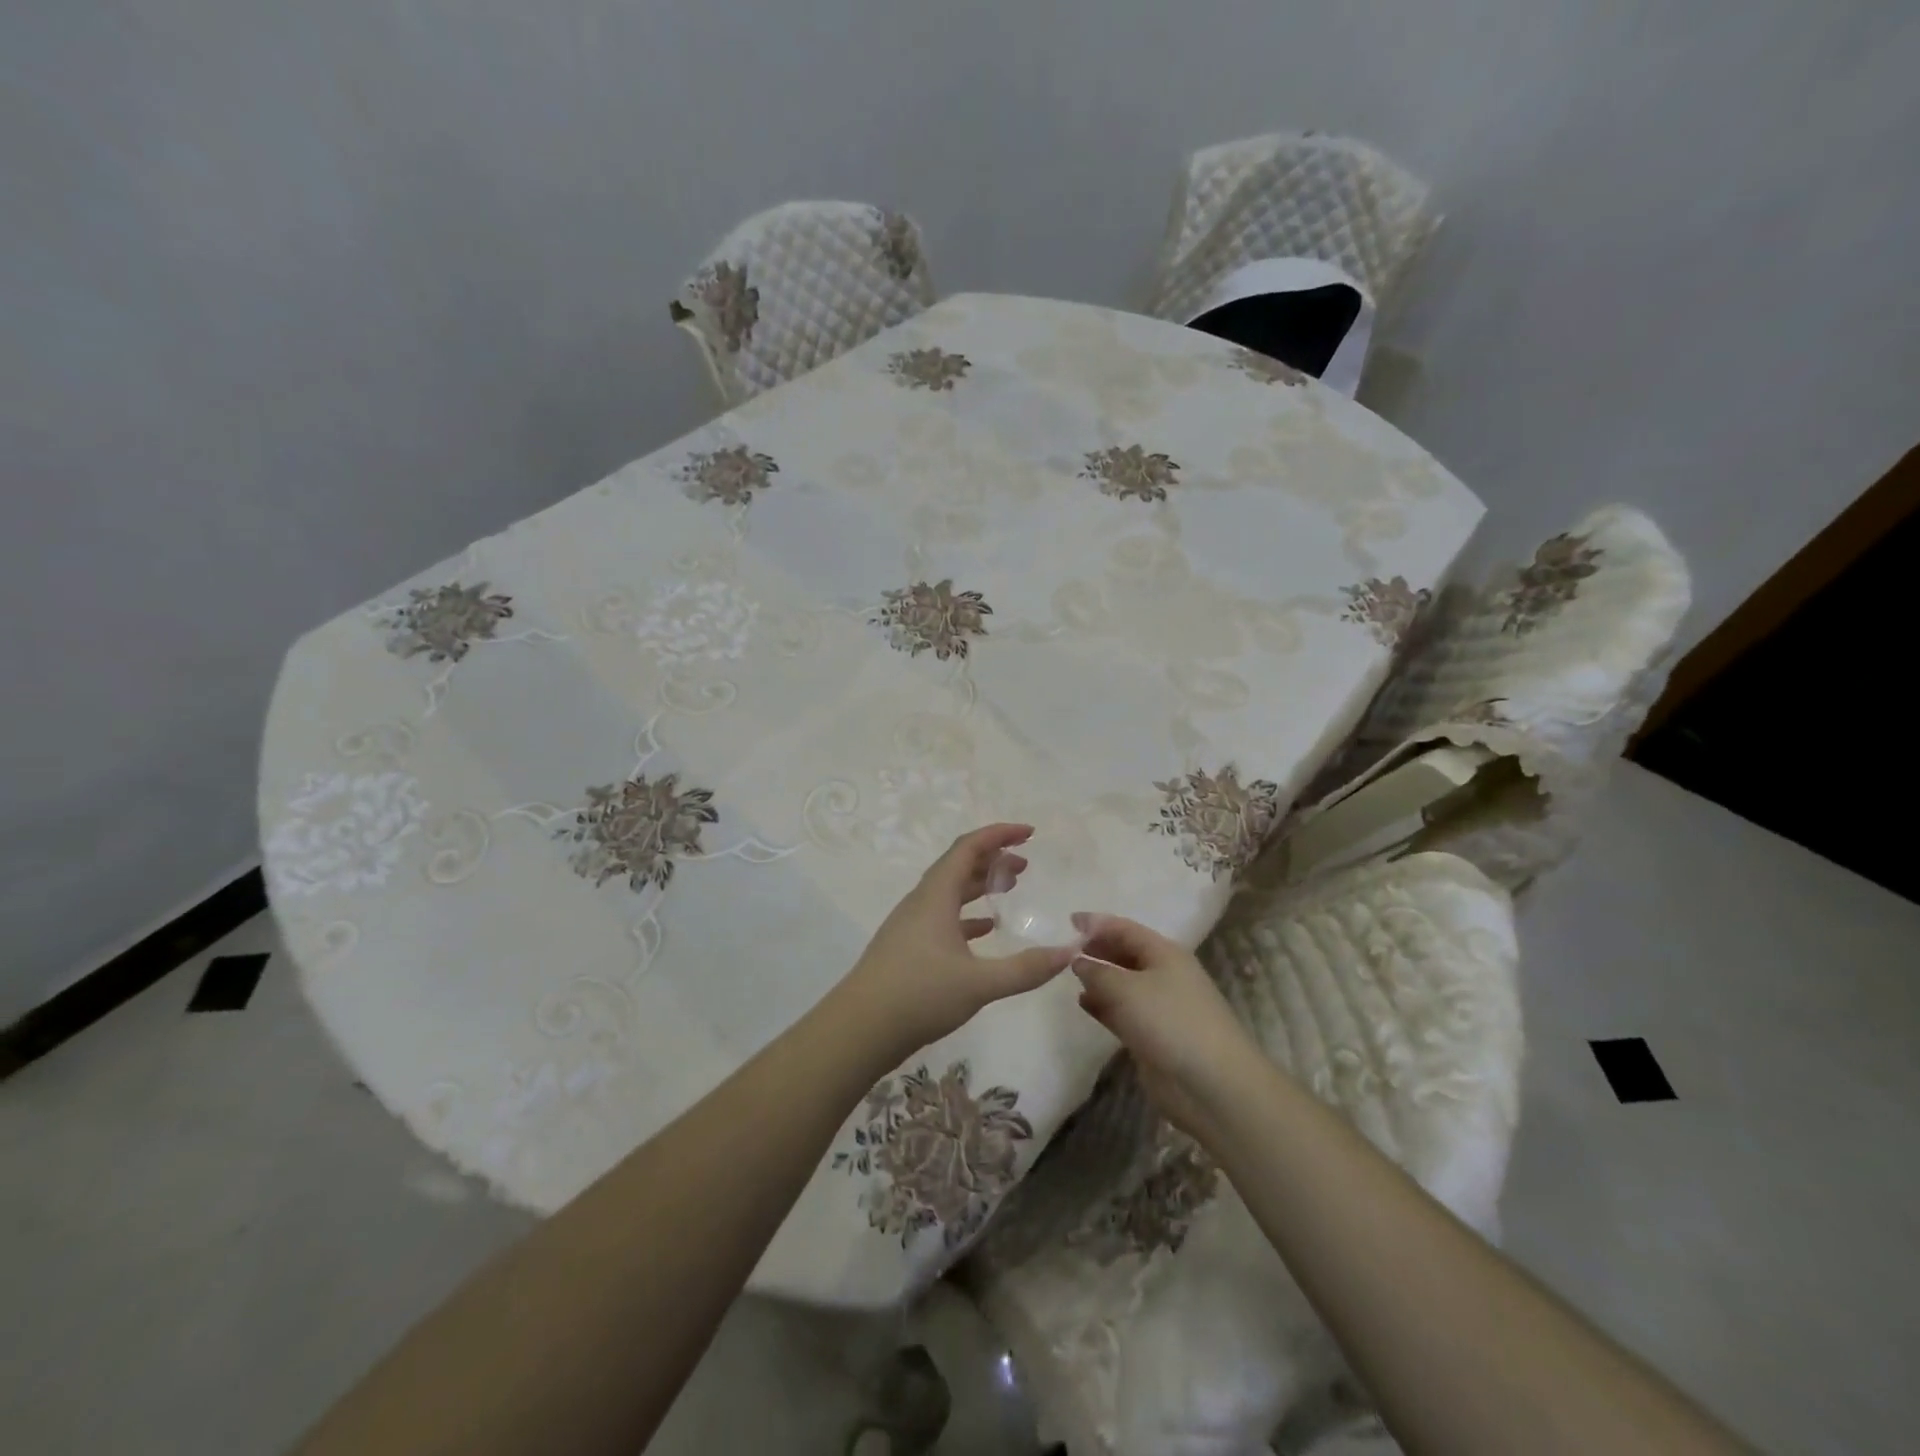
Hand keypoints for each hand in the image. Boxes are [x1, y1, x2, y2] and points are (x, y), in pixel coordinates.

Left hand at [832, 824, 1078, 1064]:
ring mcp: (911, 925)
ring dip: (979, 885)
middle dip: (992, 859)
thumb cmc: (919, 995)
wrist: (859, 1029)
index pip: (968, 847)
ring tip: (1009, 889)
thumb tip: (1069, 952)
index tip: (1029, 832)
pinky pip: (943, 917)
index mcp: (935, 896)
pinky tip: (985, 930)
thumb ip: (1026, 969)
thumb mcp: (979, 983)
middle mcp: (922, 902)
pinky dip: (967, 916)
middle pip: (958, 865)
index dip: (999, 834)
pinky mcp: (907, 949)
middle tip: (1024, 864)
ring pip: (950, 892)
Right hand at [1070, 913, 1264, 1138]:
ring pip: (1122, 983)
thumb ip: (1097, 970)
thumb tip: (1078, 960)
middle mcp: (1163, 974)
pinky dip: (1103, 1005)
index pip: (1125, 928)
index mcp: (1164, 953)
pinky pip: (1122, 1011)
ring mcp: (1159, 1006)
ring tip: (1068, 975)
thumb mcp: (1126, 988)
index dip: (1097, 923)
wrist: (1210, 1084)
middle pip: (1125, 953)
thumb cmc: (1169, 1021)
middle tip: (1064, 949)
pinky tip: (1082, 1003)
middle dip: (1097, 948)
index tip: (1069, 920)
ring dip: (1098, 977)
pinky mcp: (1152, 1035)